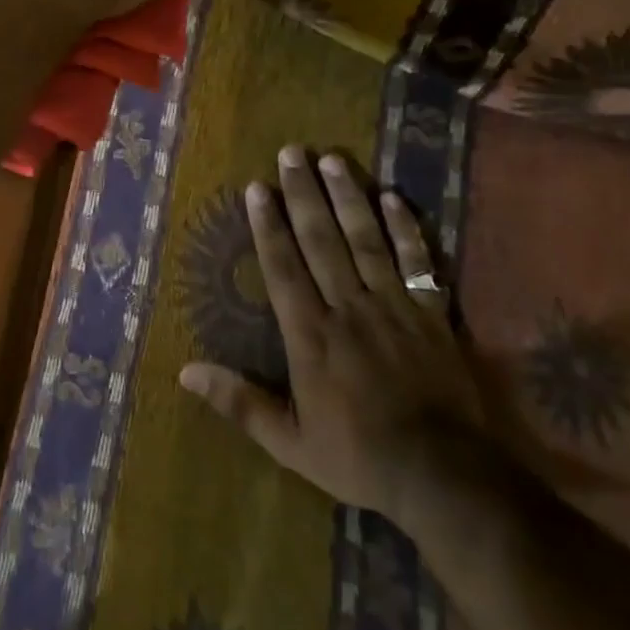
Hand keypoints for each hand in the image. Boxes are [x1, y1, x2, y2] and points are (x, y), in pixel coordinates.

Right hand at [180, 147, 483, 522]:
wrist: (444, 476)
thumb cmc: (359, 456)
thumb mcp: (290, 443)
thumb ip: (240, 404)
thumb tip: (185, 373)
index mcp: (311, 334)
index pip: (283, 267)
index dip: (267, 225)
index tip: (257, 187)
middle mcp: (347, 307)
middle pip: (321, 240)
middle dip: (303, 193)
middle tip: (291, 152)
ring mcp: (393, 306)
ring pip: (365, 239)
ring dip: (347, 197)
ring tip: (332, 159)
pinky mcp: (430, 313)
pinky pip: (417, 262)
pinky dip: (406, 229)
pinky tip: (392, 197)